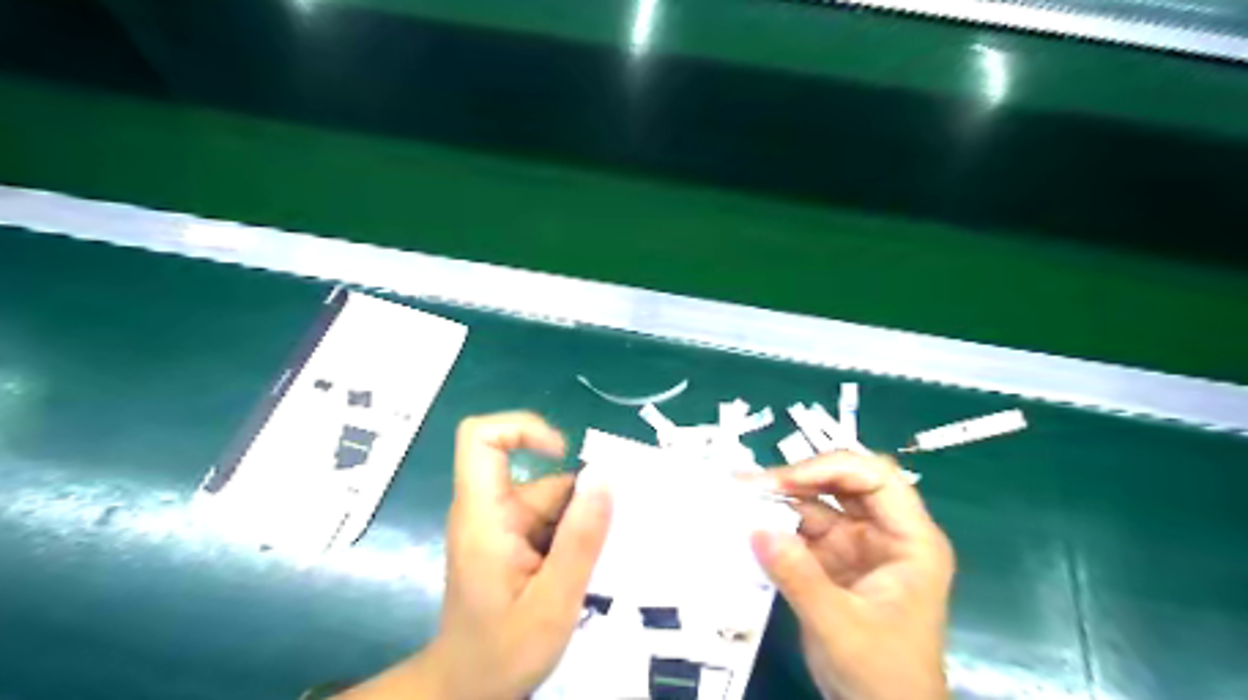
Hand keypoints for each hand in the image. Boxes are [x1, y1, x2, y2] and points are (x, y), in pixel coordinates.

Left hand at [339, 413, 612, 697]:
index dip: (522, 428)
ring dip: (583, 527)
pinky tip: (591, 573)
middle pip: (540, 477)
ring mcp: (502, 526)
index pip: (481, 439)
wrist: (466, 691)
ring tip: (605, 567)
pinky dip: (576, 539)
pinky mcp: (513, 542)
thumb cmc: (501, 653)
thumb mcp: (552, 603)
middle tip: (613, 542)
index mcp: (485, 516)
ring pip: (555, 502)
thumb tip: (605, 476)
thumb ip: (580, 540)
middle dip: (582, 504)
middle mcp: (491, 511)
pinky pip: (553, 522)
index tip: (564, 454)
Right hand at [750, 453, 957, 699]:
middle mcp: (885, 532)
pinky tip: (749, 521)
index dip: (831, 468)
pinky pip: (802, 528)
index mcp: (910, 539)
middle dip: (800, 477)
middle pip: (844, 481)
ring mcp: (857, 544)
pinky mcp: (833, 559)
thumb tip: (756, 529)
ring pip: (819, 501)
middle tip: (754, 484)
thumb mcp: (840, 627)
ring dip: (782, 497)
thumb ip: (799, 577)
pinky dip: (776, 523)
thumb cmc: (881, 676)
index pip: (876, 478)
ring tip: (741, 495)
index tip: (785, 481)